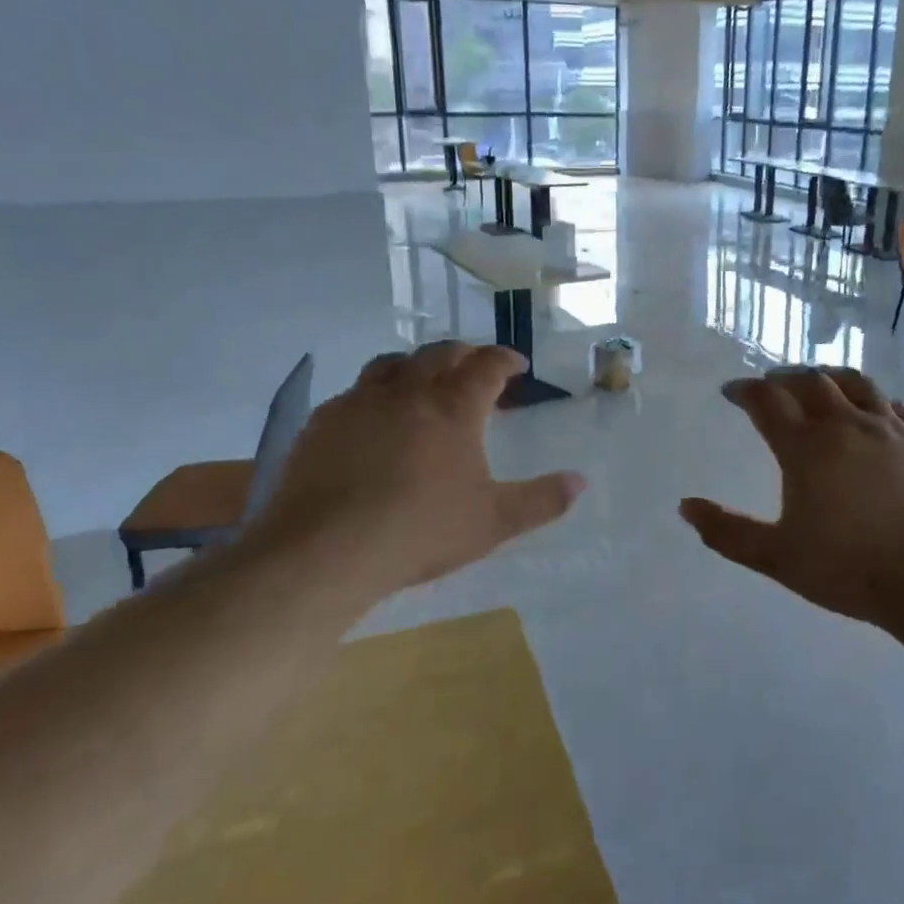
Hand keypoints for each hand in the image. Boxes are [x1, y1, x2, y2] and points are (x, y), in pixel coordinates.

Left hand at [240, 341, 584, 601]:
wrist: (326, 550)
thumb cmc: (421, 531)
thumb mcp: (493, 522)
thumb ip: (541, 500)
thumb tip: (580, 482)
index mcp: (454, 408)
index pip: (487, 366)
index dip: (505, 359)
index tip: (517, 365)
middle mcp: (408, 392)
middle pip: (439, 354)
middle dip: (463, 354)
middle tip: (475, 366)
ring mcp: (360, 403)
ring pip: (392, 364)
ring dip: (415, 364)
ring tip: (423, 379)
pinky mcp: (323, 422)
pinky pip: (354, 393)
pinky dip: (374, 394)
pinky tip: (372, 418)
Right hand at [679, 367, 903, 631]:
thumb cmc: (850, 569)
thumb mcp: (778, 557)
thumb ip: (727, 532)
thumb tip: (685, 507)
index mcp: (806, 448)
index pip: (767, 401)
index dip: (745, 391)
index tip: (732, 391)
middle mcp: (845, 425)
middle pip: (809, 381)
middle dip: (783, 378)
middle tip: (770, 385)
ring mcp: (889, 428)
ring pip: (854, 382)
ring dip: (827, 376)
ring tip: (816, 380)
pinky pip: (893, 404)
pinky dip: (871, 398)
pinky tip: (870, 407)